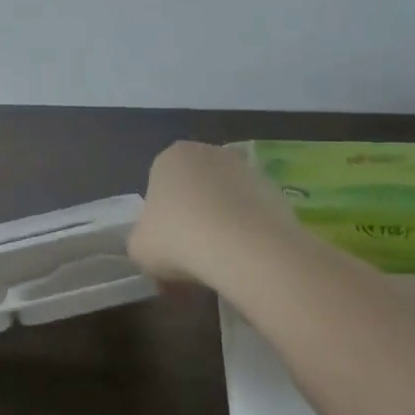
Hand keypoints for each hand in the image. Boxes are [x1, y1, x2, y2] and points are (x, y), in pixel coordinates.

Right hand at [128, 141, 300, 286]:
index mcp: (171, 157)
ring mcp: (246, 169)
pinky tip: (245, 258)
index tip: (165, 246)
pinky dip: (248, 233)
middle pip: (195, 189)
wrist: (243, 248)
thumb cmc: (179, 239)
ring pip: (225, 201)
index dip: (160, 219)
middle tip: (190, 255)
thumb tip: (155, 244)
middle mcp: (209, 152)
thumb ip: (142, 239)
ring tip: (220, 262)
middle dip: (193, 217)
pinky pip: (252, 214)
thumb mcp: (139, 247)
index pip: (159, 185)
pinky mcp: (276, 190)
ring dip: (221, 224)